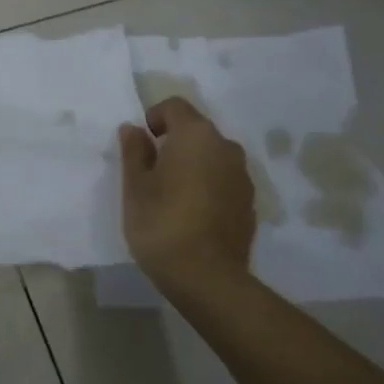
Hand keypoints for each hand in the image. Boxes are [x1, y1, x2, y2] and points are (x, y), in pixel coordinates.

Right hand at [119, 97, 257, 295]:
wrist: (207, 277)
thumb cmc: (161, 223)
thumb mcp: (135, 186)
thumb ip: (134, 151)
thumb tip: (134, 129)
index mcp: (196, 135)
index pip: (174, 106)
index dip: (154, 118)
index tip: (140, 145)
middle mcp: (226, 147)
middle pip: (196, 130)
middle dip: (173, 142)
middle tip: (151, 172)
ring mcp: (242, 176)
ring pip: (211, 157)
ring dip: (192, 165)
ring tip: (171, 196)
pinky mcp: (249, 202)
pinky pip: (223, 180)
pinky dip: (207, 186)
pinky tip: (191, 214)